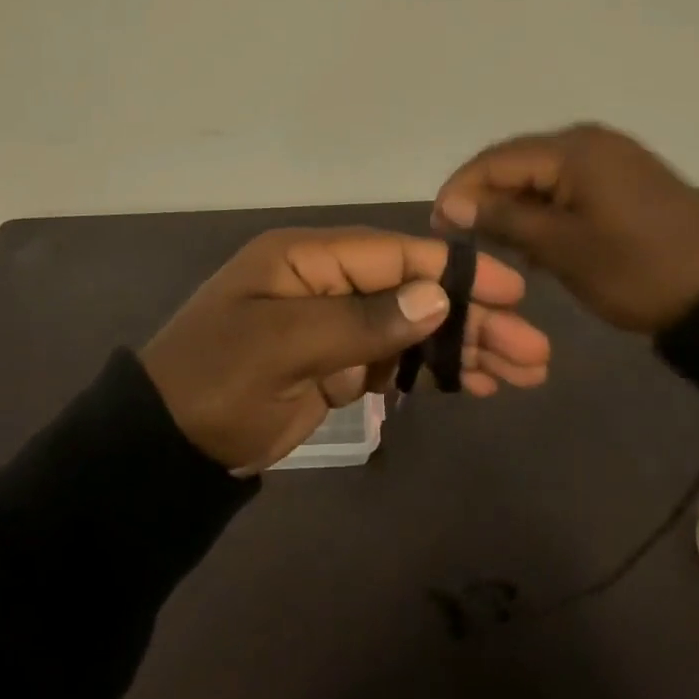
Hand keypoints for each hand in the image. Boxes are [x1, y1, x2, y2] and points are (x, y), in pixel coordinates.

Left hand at [139, 227, 551, 472]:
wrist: (165, 444)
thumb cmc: (217, 380)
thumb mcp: (283, 345)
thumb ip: (362, 320)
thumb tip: (437, 296)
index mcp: (307, 258)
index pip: (394, 254)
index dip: (454, 271)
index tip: (512, 293)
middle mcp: (326, 283)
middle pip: (413, 292)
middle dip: (472, 319)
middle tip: (534, 351)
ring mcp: (333, 326)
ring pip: (411, 329)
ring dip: (463, 348)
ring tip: (523, 372)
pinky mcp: (336, 366)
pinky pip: (394, 362)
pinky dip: (433, 372)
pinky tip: (478, 384)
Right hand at [432, 123, 698, 334]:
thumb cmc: (638, 271)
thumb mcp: (562, 248)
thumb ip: (503, 219)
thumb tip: (452, 204)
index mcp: (572, 149)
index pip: (495, 160)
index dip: (459, 190)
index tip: (436, 226)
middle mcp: (589, 141)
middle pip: (517, 163)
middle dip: (486, 198)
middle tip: (462, 239)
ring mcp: (611, 158)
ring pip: (541, 176)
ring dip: (516, 207)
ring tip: (496, 244)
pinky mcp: (626, 180)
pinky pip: (568, 186)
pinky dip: (546, 210)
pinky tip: (537, 240)